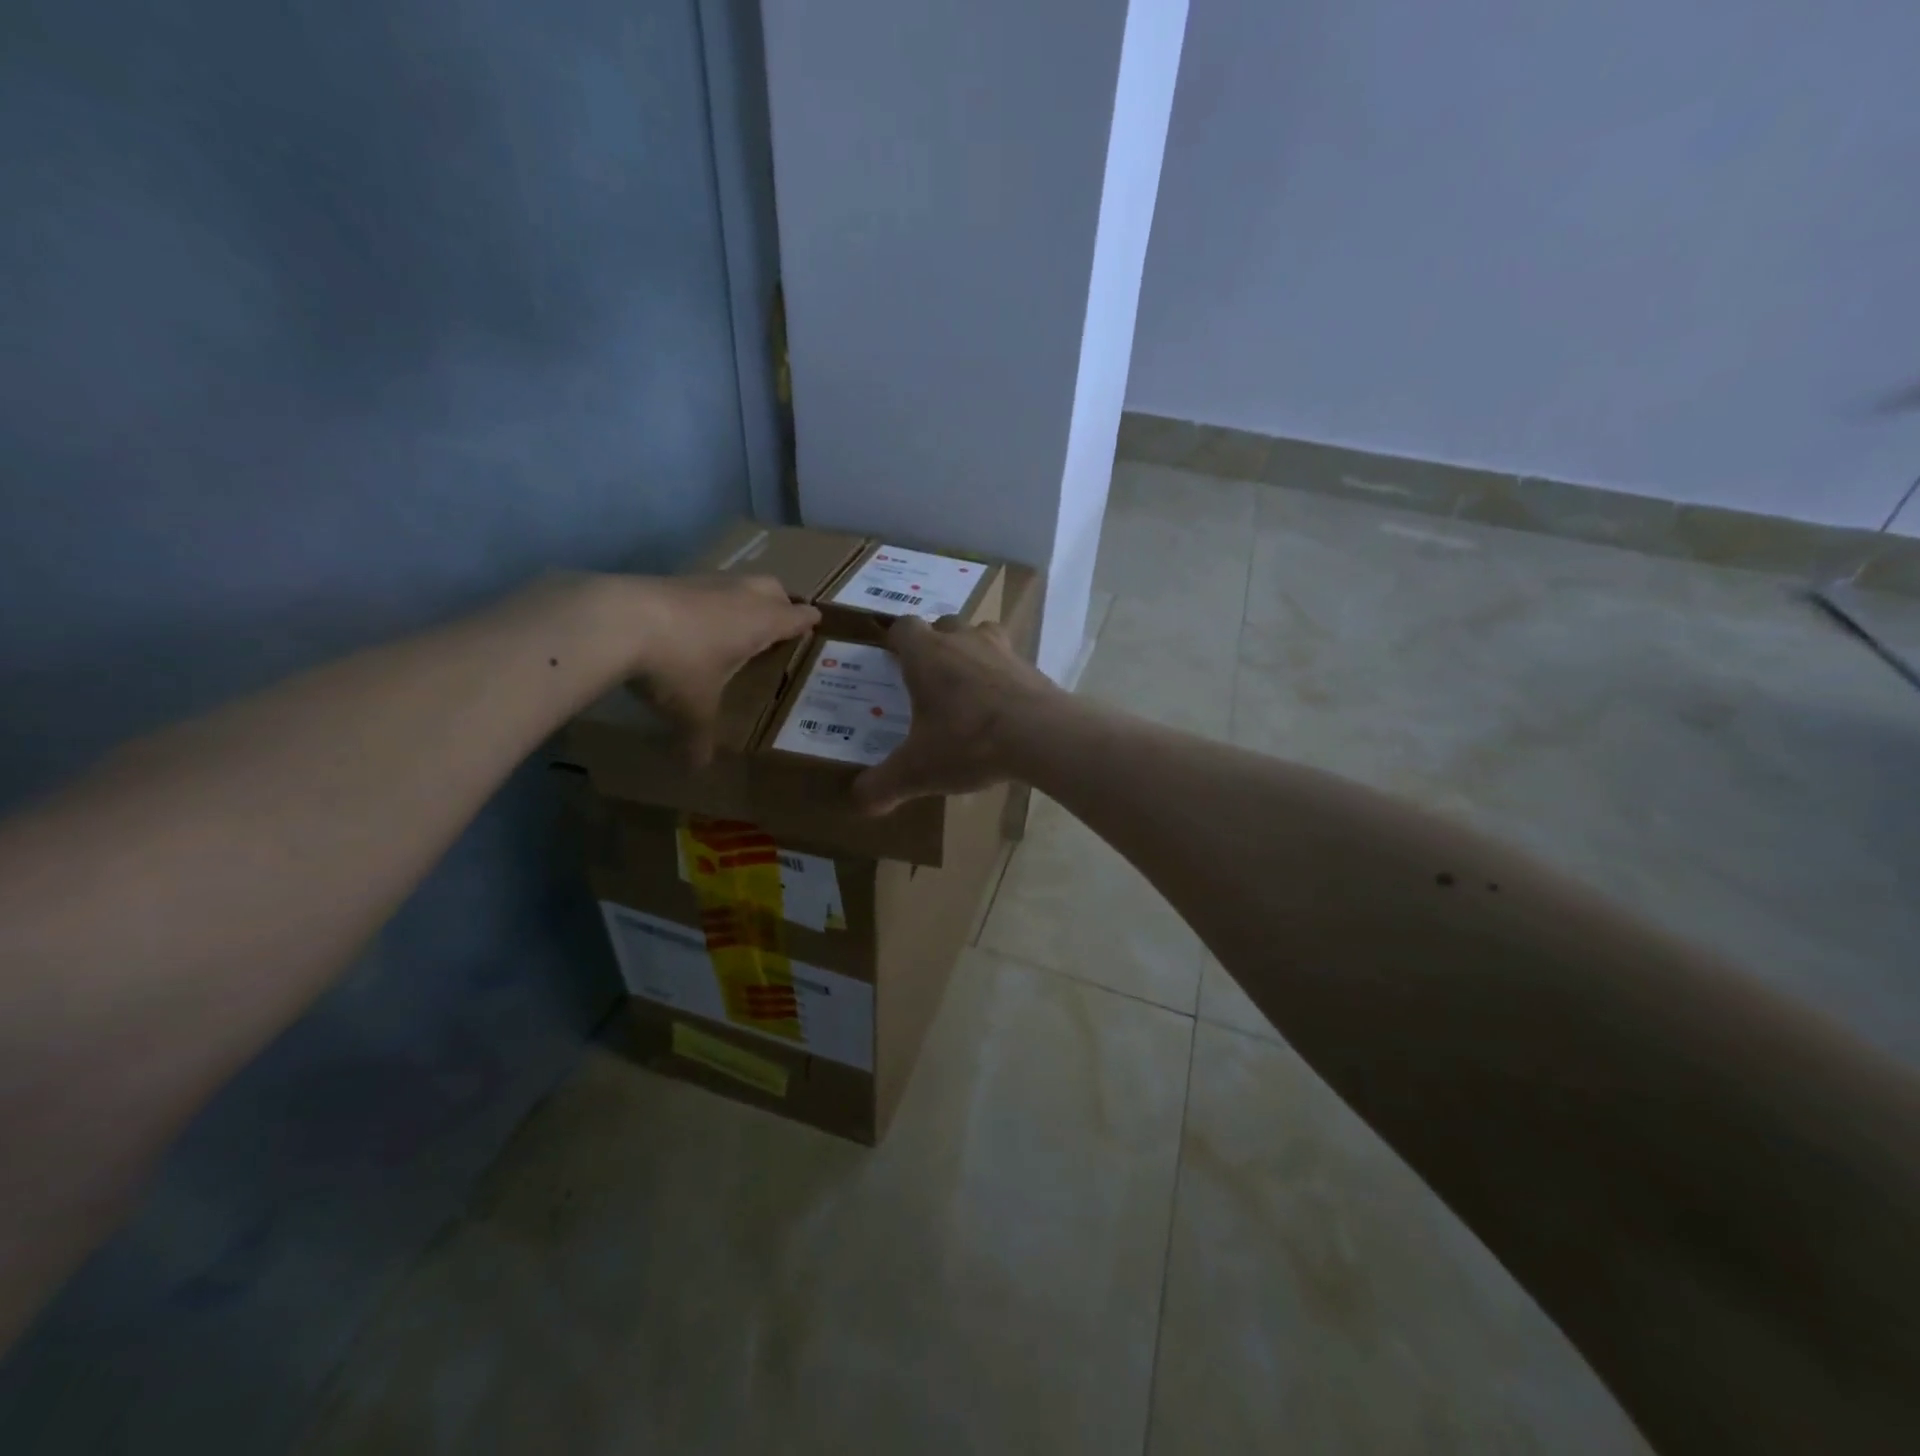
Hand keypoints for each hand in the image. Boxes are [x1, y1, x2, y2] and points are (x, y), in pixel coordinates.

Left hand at [627, 574, 819, 764]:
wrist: (618, 620)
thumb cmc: (678, 665)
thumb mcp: (694, 710)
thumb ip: (700, 738)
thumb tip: (698, 768)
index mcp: (761, 623)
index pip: (797, 616)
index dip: (808, 622)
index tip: (814, 626)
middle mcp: (741, 596)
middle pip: (775, 589)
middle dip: (782, 603)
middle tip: (780, 623)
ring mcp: (707, 582)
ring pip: (740, 582)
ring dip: (746, 598)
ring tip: (738, 623)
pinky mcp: (674, 578)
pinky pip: (707, 586)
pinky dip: (711, 600)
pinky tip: (696, 621)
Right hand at [852, 615, 1061, 814]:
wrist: (1043, 736)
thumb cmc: (968, 742)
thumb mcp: (918, 771)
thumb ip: (883, 786)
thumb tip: (859, 803)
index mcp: (926, 655)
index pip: (903, 627)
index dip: (895, 641)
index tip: (892, 660)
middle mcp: (963, 641)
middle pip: (943, 625)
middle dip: (934, 645)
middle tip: (928, 679)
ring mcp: (1002, 650)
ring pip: (980, 634)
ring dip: (970, 652)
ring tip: (967, 686)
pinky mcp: (1031, 667)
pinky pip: (1009, 661)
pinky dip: (1001, 676)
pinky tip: (1001, 707)